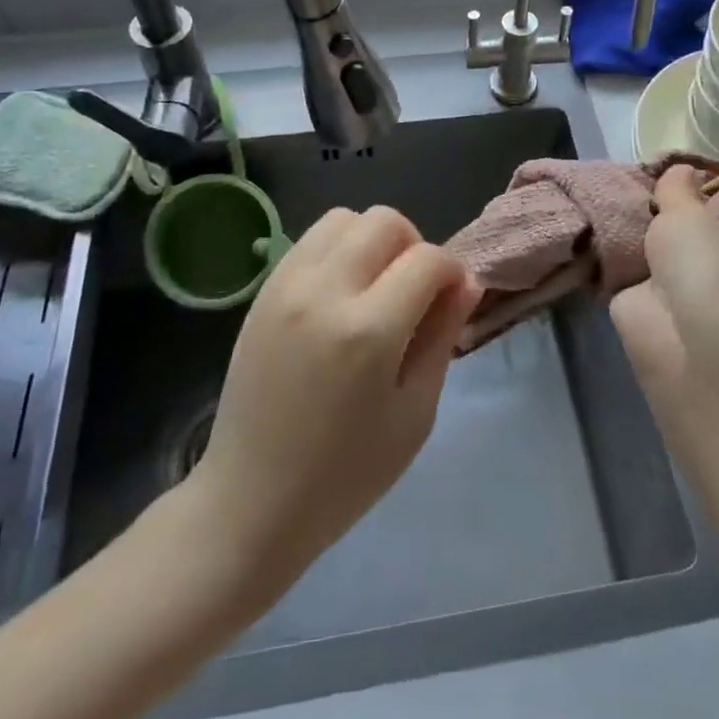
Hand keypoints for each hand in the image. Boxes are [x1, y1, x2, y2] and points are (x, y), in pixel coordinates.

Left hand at [185, 206, 480, 589]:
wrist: (251, 500)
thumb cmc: (346, 473)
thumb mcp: (415, 414)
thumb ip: (442, 337)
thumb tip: (467, 282)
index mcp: (369, 331)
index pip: (427, 260)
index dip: (452, 273)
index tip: (451, 300)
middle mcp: (325, 292)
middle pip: (385, 221)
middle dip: (414, 247)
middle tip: (414, 292)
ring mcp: (286, 286)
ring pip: (344, 218)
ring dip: (372, 241)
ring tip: (375, 287)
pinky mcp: (263, 291)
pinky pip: (310, 240)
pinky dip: (337, 250)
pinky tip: (341, 294)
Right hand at [610, 165, 718, 407]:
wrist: (679, 331)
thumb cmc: (697, 262)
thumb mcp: (689, 212)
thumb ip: (678, 189)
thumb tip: (682, 168)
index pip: (712, 211)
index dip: (690, 192)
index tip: (664, 173)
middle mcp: (701, 264)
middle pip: (672, 230)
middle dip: (650, 213)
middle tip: (619, 184)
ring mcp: (667, 286)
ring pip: (643, 249)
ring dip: (624, 235)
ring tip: (593, 200)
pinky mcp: (635, 301)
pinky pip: (617, 270)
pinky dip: (602, 258)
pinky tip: (582, 233)